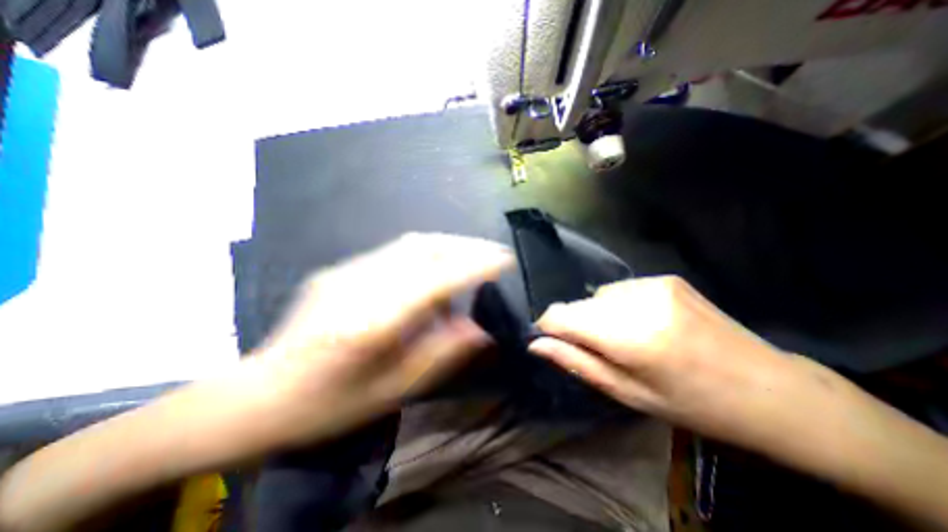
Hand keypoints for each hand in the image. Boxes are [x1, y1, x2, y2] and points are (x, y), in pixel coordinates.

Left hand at [256, 233, 514, 440]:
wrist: (259, 394)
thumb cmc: (330, 404)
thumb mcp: (394, 390)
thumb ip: (442, 354)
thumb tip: (480, 329)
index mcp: (375, 322)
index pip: (438, 279)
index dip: (476, 264)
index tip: (504, 259)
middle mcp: (362, 285)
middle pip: (424, 248)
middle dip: (466, 246)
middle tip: (492, 252)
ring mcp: (347, 271)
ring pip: (411, 243)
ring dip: (449, 245)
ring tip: (471, 256)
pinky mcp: (341, 268)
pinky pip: (395, 252)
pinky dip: (426, 252)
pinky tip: (435, 268)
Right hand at [531, 275, 788, 439]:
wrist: (771, 390)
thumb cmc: (693, 405)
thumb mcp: (627, 393)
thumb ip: (575, 363)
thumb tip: (535, 344)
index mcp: (628, 336)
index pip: (560, 315)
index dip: (548, 326)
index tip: (550, 340)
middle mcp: (637, 301)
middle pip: (578, 304)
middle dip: (576, 324)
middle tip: (600, 350)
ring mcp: (654, 284)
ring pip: (598, 296)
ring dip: (599, 315)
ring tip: (627, 338)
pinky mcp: (666, 278)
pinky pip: (621, 290)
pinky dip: (620, 306)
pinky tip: (646, 324)